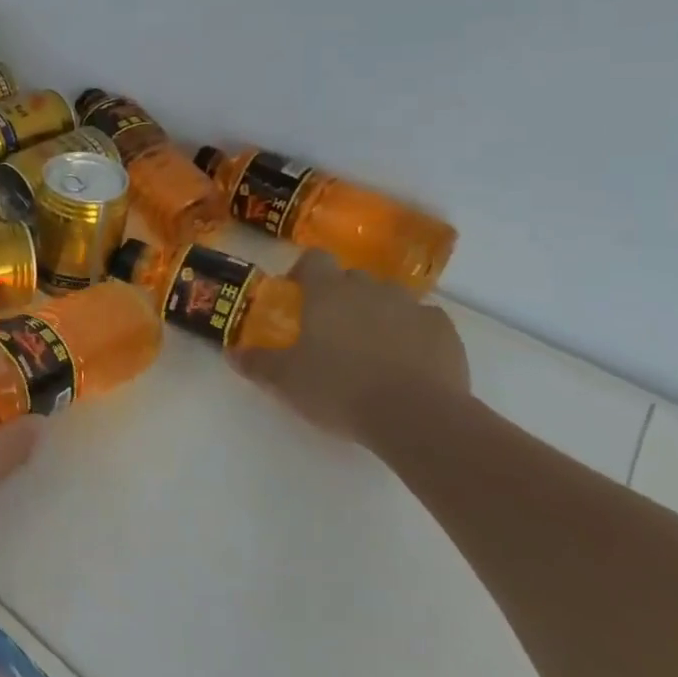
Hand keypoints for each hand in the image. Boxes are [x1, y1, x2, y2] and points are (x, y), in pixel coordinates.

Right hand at [232, 250, 469, 443]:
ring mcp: (412, 307)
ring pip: (390, 298)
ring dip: (379, 313)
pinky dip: (414, 334)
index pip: (315, 259)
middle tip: (332, 329)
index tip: (299, 295)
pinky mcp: (445, 331)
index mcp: (328, 292)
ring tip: (372, 348)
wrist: (416, 417)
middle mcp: (370, 289)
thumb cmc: (339, 389)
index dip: (305, 272)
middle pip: (353, 278)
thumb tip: (232, 353)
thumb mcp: (285, 381)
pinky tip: (408, 362)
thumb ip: (257, 363)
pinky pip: (424, 322)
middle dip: (342, 296)